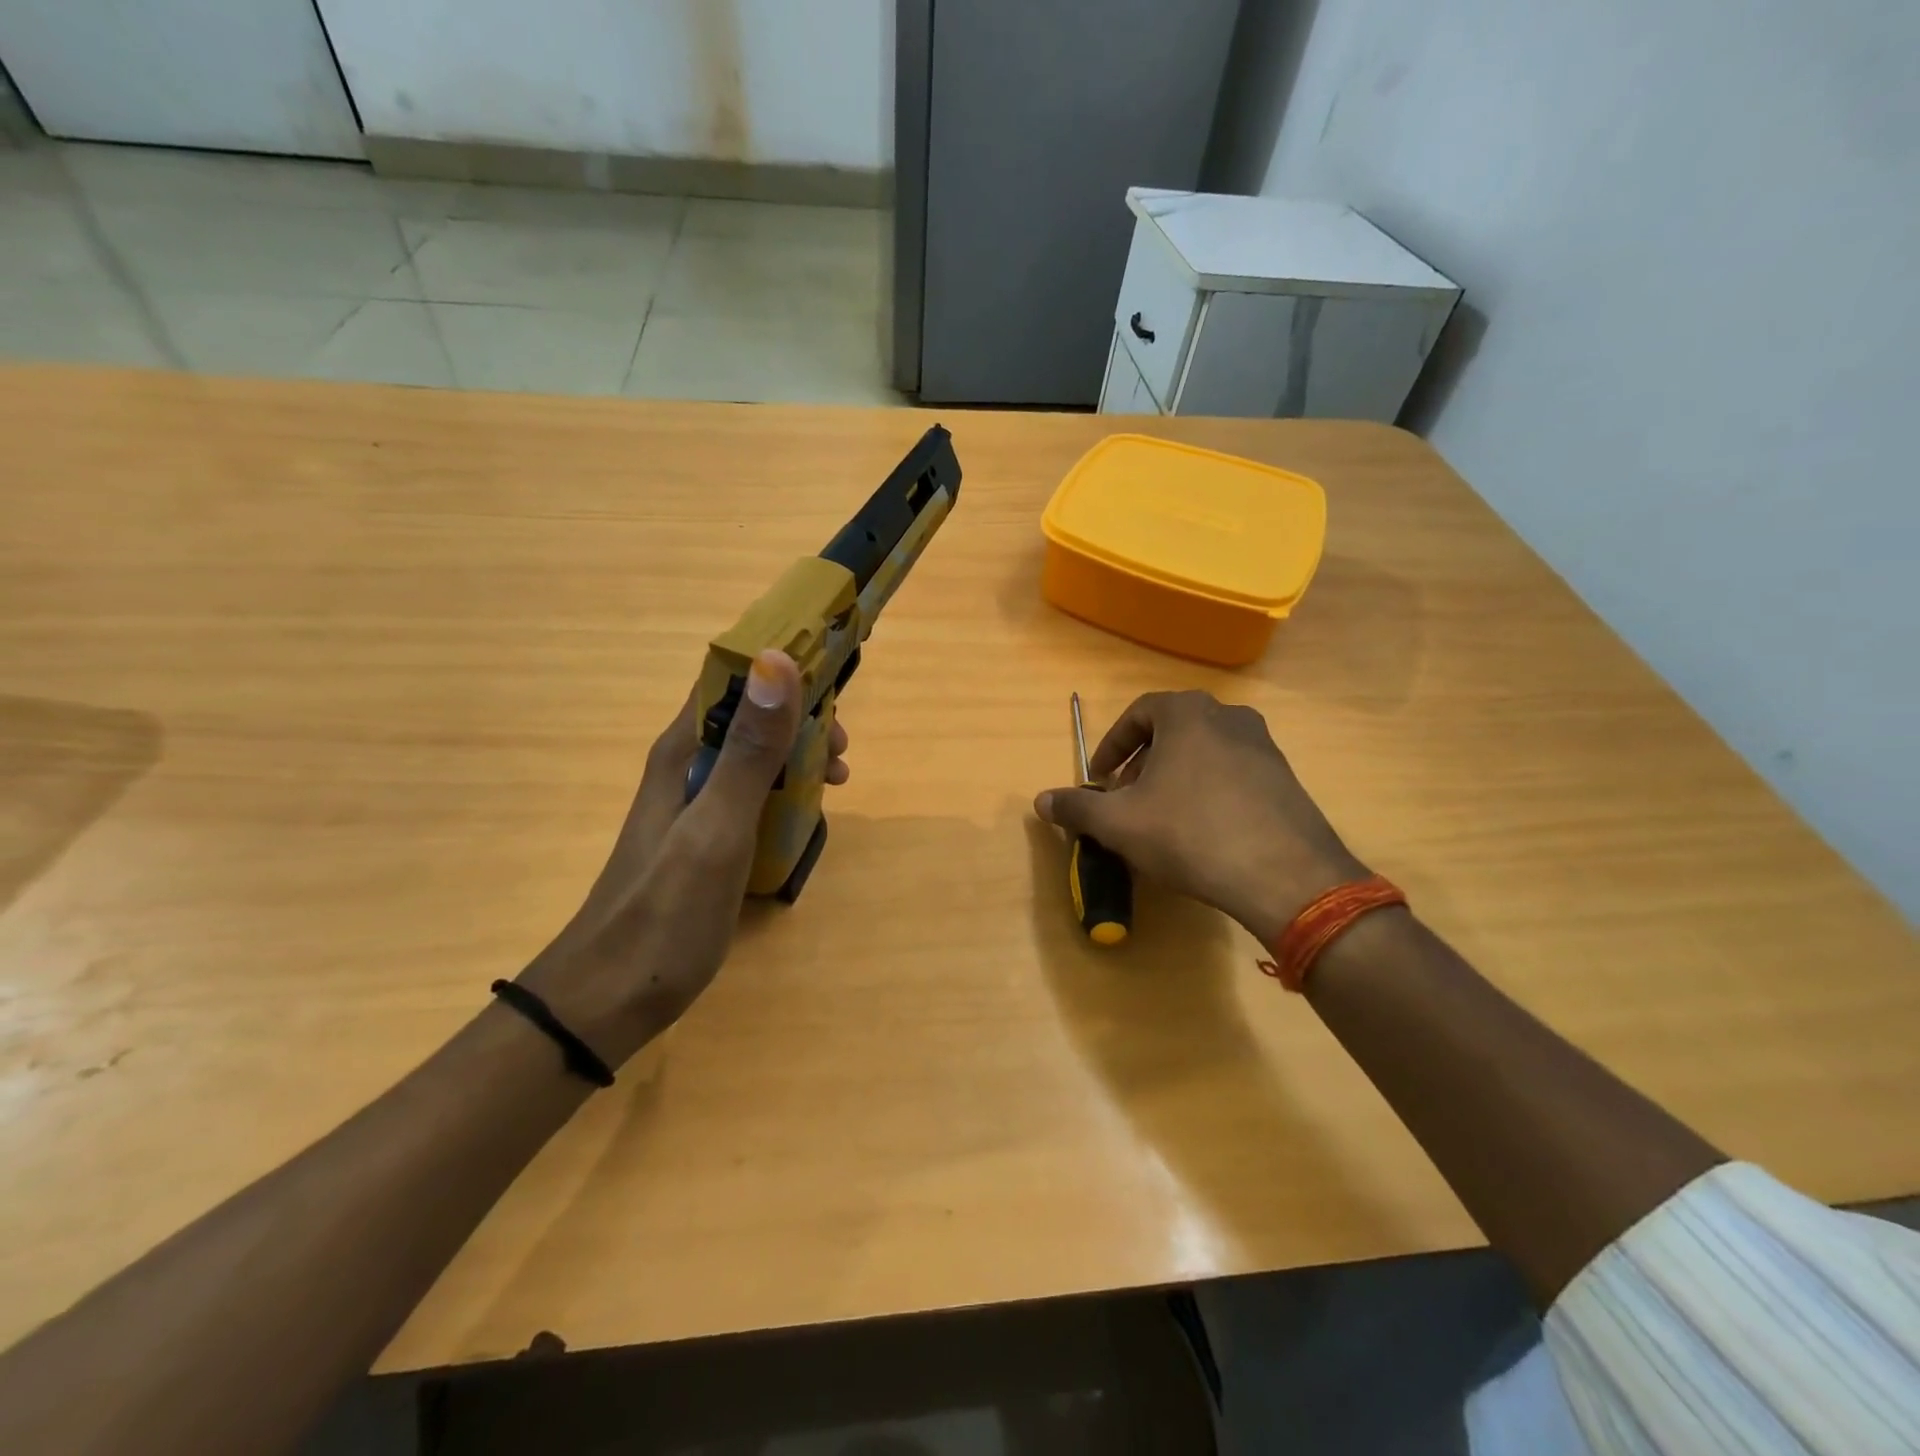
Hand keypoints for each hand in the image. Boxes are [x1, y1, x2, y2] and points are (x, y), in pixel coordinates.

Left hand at [520, 650, 848, 1064]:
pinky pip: (751, 794)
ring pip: (753, 756)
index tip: (834, 690)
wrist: (606, 1001)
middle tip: (841, 756)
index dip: (783, 672)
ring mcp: (692, 806)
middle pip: (748, 717)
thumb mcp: (717, 831)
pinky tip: (805, 817)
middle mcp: (684, 768)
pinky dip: (784, 793)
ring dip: (797, 757)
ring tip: (836, 783)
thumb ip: (749, 752)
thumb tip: (777, 661)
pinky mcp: (701, 839)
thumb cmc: (664, 916)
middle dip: (801, 721)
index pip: (731, 680)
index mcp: (682, 752)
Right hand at [1034, 691, 1365, 946]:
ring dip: (1174, 778)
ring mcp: (1263, 746)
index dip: (1111, 746)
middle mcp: (1229, 716)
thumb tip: (1040, 800)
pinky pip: (1233, 774)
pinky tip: (1202, 832)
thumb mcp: (1119, 823)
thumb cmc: (1189, 833)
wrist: (1284, 874)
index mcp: (1187, 713)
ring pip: (1203, 752)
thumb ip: (1076, 807)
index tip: (1099, 779)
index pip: (1138, 714)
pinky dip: (1207, 791)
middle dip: (1141, 764)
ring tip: (1160, 818)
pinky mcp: (1285, 779)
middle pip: (1171, 732)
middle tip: (1126, 800)